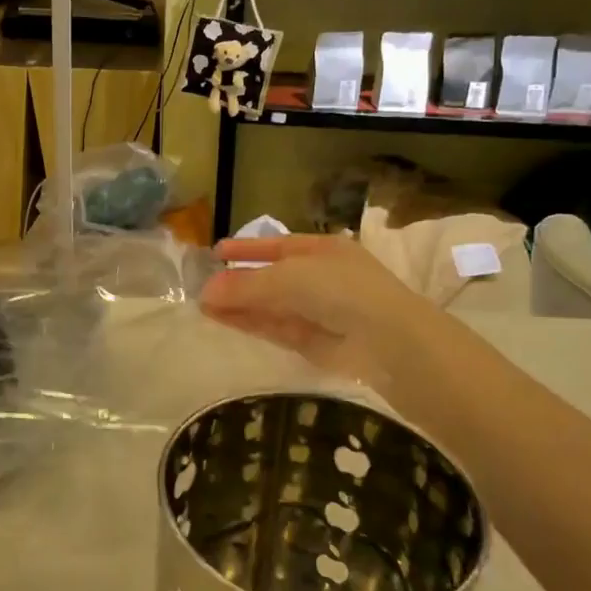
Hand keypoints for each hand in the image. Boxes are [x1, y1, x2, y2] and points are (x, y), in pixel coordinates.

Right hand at [201, 236, 436, 395]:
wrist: (387, 341)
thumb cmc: (340, 290)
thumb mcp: (288, 277)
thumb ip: (245, 285)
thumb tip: (206, 291)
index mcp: (323, 250)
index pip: (278, 246)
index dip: (248, 248)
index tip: (218, 252)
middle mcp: (321, 278)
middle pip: (272, 278)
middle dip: (239, 281)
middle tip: (202, 285)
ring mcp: (318, 312)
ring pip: (271, 305)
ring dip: (239, 305)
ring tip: (203, 305)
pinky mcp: (313, 343)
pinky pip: (275, 328)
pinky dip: (249, 323)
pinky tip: (222, 319)